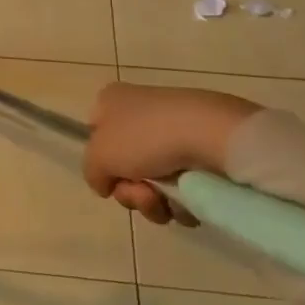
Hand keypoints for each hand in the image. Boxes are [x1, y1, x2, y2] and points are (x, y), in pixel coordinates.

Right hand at [84, 83, 262, 224]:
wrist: (212, 135)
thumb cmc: (145, 137)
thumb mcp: (99, 156)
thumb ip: (91, 172)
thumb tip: (105, 184)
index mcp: (112, 102)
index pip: (94, 133)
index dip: (100, 160)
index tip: (110, 177)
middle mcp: (140, 113)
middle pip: (124, 166)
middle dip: (130, 191)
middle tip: (142, 194)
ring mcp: (174, 133)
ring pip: (153, 183)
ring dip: (154, 202)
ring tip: (168, 202)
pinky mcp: (204, 153)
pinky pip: (184, 188)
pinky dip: (182, 203)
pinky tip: (189, 203)